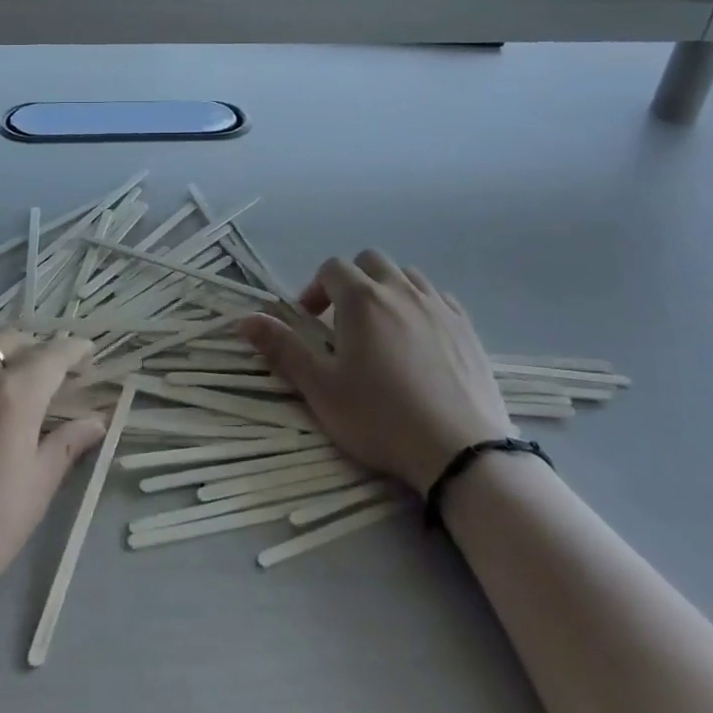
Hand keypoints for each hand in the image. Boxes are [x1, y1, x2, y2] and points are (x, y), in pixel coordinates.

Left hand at [0, 329, 104, 636]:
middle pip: (9, 338)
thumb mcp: (30, 498)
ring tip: (2, 369)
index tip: (87, 351)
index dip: (74, 349)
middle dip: (35, 345)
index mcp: (12, 395)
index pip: (52, 355)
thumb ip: (63, 450)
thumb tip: (94, 421)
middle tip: (47, 369)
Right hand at [239, 252, 512, 492]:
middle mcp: (401, 291)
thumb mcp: (321, 389)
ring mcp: (439, 306)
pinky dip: (421, 306)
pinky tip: (419, 338)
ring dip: (387, 290)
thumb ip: (283, 349)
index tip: (309, 320)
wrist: (460, 450)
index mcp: (362, 299)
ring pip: (407, 276)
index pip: (332, 268)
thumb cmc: (381, 418)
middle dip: (351, 281)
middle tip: (343, 321)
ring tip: (381, 328)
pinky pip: (438, 298)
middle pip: (370, 261)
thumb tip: (245, 319)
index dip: (315, 288)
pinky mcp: (467, 327)